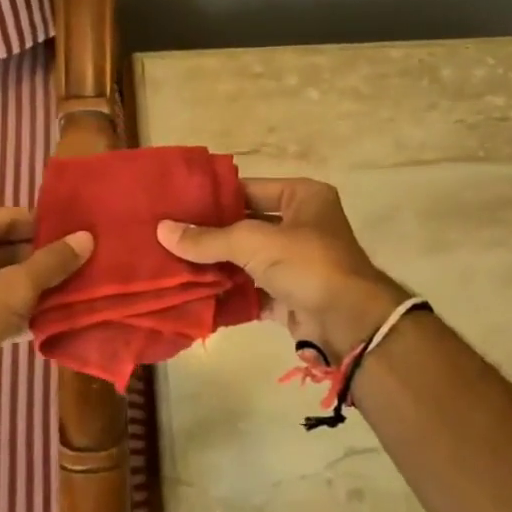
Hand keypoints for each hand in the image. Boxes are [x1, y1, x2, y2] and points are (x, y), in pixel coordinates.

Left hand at [0, 209, 91, 461]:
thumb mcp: (12, 288)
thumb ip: (51, 262)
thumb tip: (88, 237)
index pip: (9, 217)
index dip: (45, 225)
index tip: (83, 232)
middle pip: (8, 248)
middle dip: (46, 257)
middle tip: (91, 260)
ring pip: (6, 280)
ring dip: (40, 286)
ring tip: (84, 286)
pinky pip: (0, 307)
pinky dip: (25, 310)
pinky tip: (60, 317)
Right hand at [157, 178, 405, 359]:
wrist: (350, 323)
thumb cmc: (307, 263)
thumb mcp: (253, 242)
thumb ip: (208, 238)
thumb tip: (162, 230)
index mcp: (303, 197)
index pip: (248, 188)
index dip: (214, 197)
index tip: (177, 205)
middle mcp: (302, 225)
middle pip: (246, 226)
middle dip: (211, 235)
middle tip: (169, 236)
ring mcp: (297, 263)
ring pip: (248, 261)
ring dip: (217, 267)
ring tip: (173, 265)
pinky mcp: (292, 296)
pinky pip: (253, 292)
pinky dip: (230, 295)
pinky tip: (196, 296)